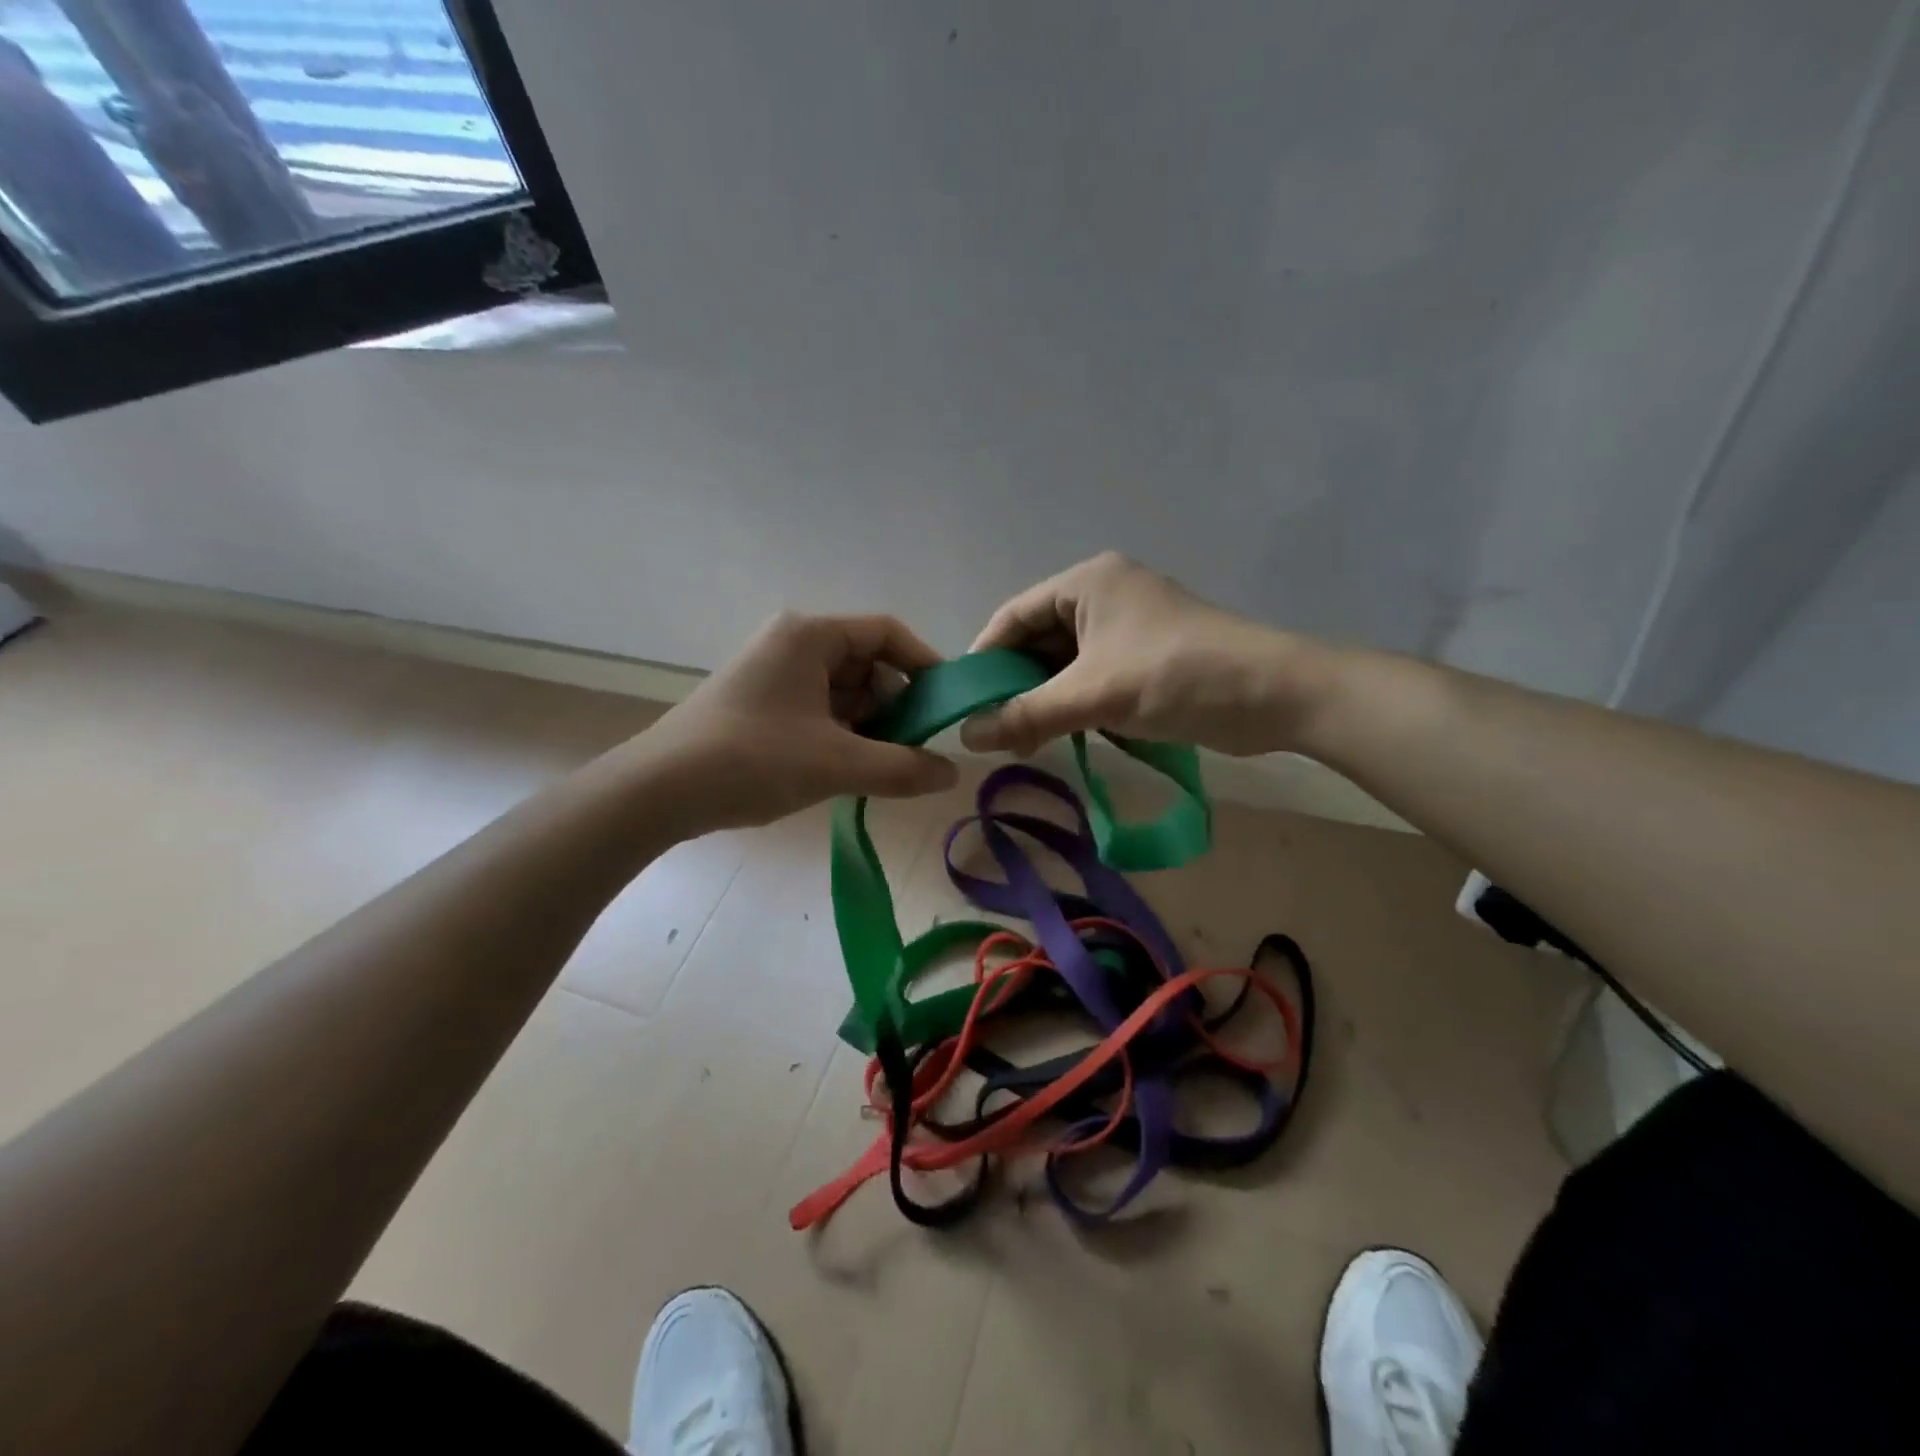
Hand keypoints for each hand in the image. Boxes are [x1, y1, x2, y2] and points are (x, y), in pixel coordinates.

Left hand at [635, 612, 959, 833]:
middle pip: (866, 663)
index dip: (924, 664)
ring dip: (870, 725)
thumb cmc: (752, 760)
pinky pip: (819, 710)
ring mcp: (774, 675)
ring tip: (885, 766)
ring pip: (843, 691)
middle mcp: (792, 645)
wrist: (658, 791)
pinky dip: (842, 735)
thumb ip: (902, 767)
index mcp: (810, 636)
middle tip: (917, 747)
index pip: (886, 633)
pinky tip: (850, 770)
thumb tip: (954, 773)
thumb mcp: (836, 764)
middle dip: (896, 704)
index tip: (947, 705)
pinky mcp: (761, 705)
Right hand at [960, 552, 1328, 757]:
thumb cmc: (1176, 676)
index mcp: (1087, 583)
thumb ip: (1026, 715)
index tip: (963, 701)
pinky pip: (1093, 678)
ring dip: (1044, 700)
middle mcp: (1104, 596)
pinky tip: (1061, 736)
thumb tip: (966, 736)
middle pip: (1038, 640)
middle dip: (1015, 685)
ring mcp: (1128, 628)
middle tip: (991, 730)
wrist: (1274, 695)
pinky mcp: (1146, 658)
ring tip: (1020, 741)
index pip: (1013, 615)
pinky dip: (1074, 705)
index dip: (984, 657)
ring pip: (1065, 664)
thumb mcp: (1093, 695)